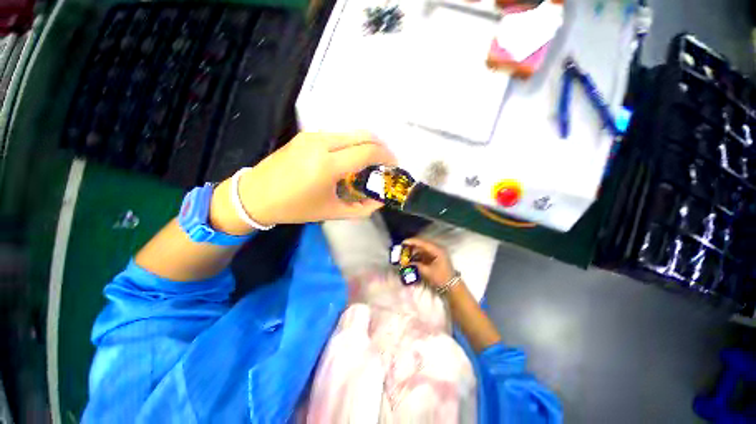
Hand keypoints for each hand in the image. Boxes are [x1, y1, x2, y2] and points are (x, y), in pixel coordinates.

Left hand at [239, 132, 396, 225]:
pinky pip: (339, 135)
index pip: (367, 152)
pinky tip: (351, 158)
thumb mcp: (331, 212)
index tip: (394, 165)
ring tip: (370, 162)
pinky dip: (352, 144)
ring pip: (351, 133)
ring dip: (366, 144)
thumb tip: (379, 201)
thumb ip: (361, 208)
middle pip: (363, 135)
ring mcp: (313, 136)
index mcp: (327, 165)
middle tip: (386, 162)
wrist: (255, 195)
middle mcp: (321, 144)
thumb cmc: (295, 208)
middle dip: (381, 147)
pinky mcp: (306, 135)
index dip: (386, 157)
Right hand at [402, 238, 455, 287]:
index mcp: (437, 250)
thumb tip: (405, 263)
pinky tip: (411, 260)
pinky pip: (424, 254)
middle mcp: (437, 249)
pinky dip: (417, 256)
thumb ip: (416, 266)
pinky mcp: (435, 258)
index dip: (412, 242)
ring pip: (422, 249)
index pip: (422, 242)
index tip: (403, 242)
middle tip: (402, 250)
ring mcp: (436, 253)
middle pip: (421, 245)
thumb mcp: (427, 272)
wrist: (452, 287)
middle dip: (411, 247)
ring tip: (405, 256)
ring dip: (413, 252)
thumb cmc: (441, 278)